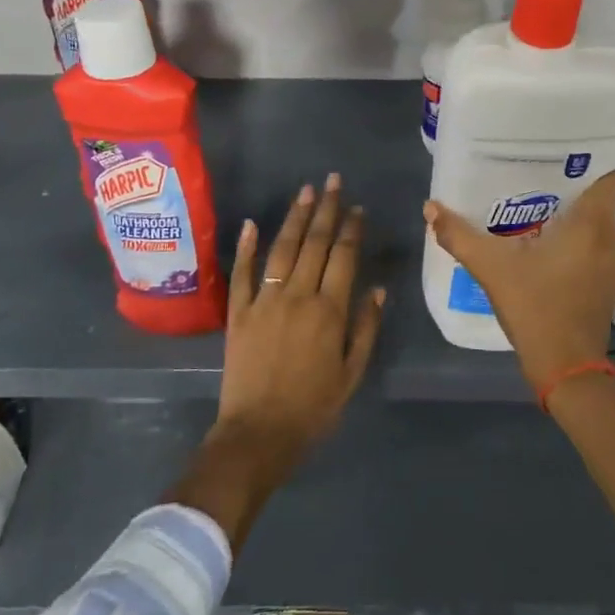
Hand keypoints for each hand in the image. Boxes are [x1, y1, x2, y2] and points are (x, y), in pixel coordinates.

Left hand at [170, 176, 385, 549]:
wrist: (259, 434)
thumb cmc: (313, 408)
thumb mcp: (352, 373)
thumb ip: (365, 328)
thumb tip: (377, 288)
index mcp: (329, 310)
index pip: (343, 257)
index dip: (351, 229)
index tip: (357, 208)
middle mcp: (297, 295)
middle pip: (315, 244)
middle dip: (326, 209)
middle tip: (332, 181)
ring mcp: (264, 300)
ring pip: (282, 249)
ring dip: (295, 218)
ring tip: (305, 192)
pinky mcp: (238, 312)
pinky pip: (242, 272)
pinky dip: (246, 246)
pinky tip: (252, 223)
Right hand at [424, 168, 614, 398]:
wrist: (566, 367)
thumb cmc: (536, 308)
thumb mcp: (492, 268)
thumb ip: (459, 235)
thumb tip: (431, 207)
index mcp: (592, 223)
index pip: (608, 172)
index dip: (590, 153)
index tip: (562, 143)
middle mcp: (610, 236)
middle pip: (598, 194)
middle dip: (571, 179)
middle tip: (536, 165)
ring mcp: (612, 261)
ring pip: (597, 220)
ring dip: (572, 209)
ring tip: (537, 195)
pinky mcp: (606, 281)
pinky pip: (594, 242)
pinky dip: (575, 234)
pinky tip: (545, 237)